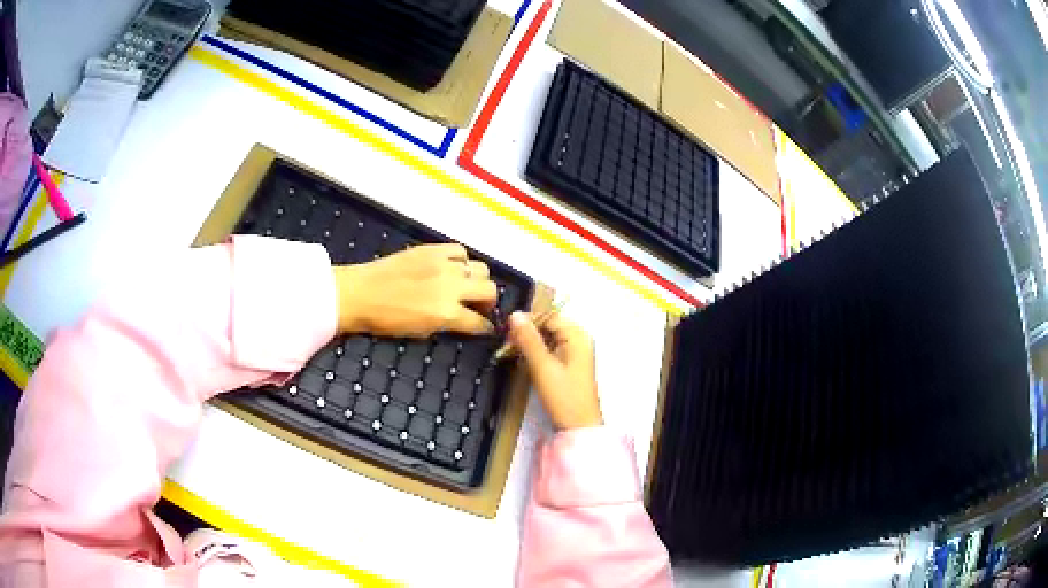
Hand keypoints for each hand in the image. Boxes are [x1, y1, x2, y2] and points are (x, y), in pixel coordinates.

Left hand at [333, 244, 496, 337]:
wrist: (359, 294)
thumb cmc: (386, 321)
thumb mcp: (420, 332)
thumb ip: (446, 325)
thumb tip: (461, 321)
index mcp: (447, 313)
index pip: (479, 322)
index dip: (485, 327)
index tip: (485, 327)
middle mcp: (452, 286)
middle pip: (489, 290)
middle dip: (488, 301)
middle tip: (479, 306)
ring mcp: (444, 265)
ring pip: (480, 268)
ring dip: (478, 280)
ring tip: (466, 285)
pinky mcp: (433, 249)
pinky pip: (460, 250)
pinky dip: (462, 260)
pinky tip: (453, 266)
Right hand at [508, 312, 601, 429]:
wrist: (578, 426)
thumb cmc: (563, 396)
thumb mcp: (542, 366)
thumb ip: (528, 339)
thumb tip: (514, 314)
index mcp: (577, 335)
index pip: (548, 316)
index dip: (527, 322)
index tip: (506, 333)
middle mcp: (579, 339)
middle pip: (548, 326)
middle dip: (527, 334)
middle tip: (507, 346)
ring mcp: (576, 352)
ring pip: (547, 338)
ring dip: (530, 344)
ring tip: (512, 354)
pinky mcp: (570, 364)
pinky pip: (551, 350)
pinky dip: (537, 353)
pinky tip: (525, 362)